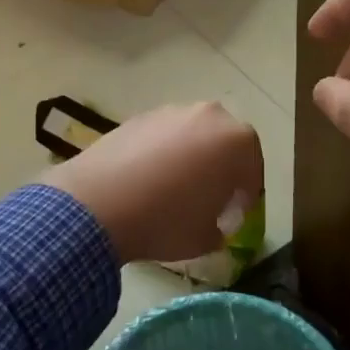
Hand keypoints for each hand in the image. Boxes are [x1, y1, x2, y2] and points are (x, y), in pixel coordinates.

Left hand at [41, 102, 263, 264]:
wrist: (97, 204)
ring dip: (190, 158)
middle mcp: (209, 115)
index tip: (232, 217)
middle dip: (220, 169)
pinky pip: (162, 137)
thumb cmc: (165, 221)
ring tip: (172, 191)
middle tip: (207, 200)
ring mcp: (170, 111)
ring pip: (192, 136)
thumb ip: (221, 228)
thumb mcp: (205, 238)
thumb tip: (215, 223)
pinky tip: (146, 182)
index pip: (253, 169)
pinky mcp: (138, 116)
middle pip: (224, 144)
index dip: (244, 197)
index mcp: (237, 141)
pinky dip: (161, 154)